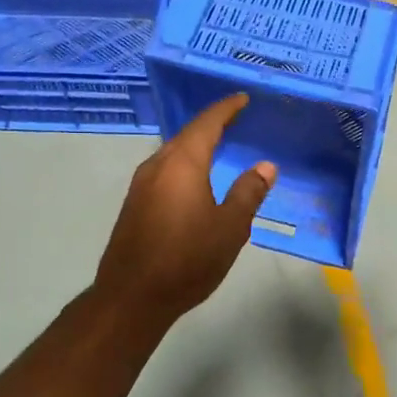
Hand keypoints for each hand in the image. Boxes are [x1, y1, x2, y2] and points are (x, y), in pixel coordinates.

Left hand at [95, 94, 275, 331]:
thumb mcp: (230, 227)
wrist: (131, 297)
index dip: (226, 109)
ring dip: (195, 146)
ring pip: (173, 154)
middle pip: (187, 135)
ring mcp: (141, 185)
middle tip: (236, 121)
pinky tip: (195, 180)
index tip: (242, 99)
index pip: (207, 123)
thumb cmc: (186, 259)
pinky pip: (164, 172)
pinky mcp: (134, 205)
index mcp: (182, 163)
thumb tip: (265, 166)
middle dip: (211, 125)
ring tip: (218, 147)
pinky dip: (184, 165)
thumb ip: (248, 193)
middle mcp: (157, 165)